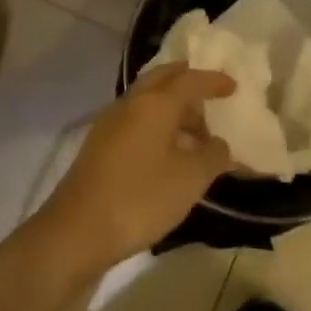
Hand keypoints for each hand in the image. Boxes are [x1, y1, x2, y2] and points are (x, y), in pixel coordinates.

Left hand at [34, 63, 235, 274]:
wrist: (78, 230)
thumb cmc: (141, 198)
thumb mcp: (191, 179)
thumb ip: (213, 156)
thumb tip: (219, 145)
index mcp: (155, 104)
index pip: (189, 80)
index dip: (213, 81)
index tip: (232, 86)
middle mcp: (129, 104)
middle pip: (161, 80)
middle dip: (186, 82)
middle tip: (208, 94)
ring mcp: (109, 124)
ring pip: (145, 101)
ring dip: (170, 107)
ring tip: (194, 132)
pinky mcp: (98, 146)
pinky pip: (134, 121)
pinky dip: (155, 124)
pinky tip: (166, 151)